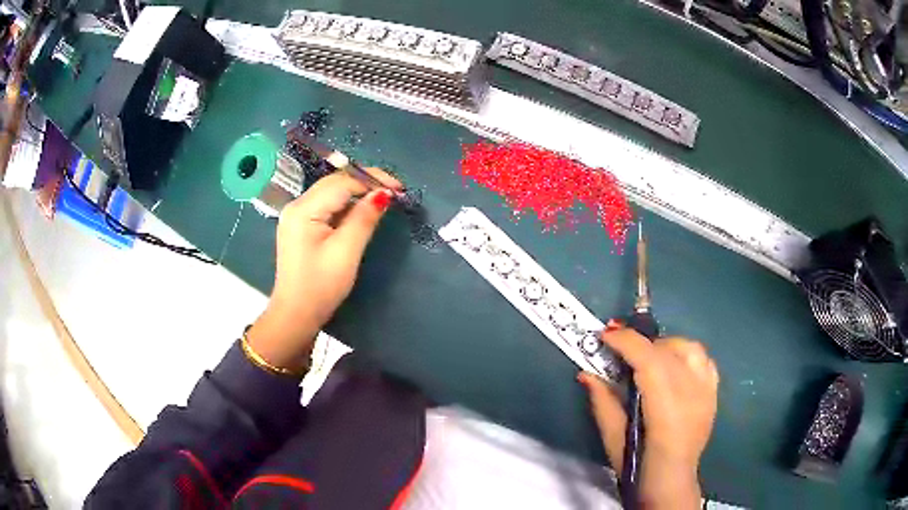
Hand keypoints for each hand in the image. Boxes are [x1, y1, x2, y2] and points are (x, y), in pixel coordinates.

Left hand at [247, 168, 400, 372]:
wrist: (296, 314)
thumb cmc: (321, 286)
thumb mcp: (346, 252)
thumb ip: (364, 218)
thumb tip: (384, 193)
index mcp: (303, 209)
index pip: (342, 182)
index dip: (372, 179)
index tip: (399, 188)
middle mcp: (297, 205)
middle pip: (335, 182)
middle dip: (366, 182)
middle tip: (395, 192)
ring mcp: (297, 215)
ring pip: (332, 192)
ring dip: (358, 192)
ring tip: (383, 199)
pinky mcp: (301, 225)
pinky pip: (327, 205)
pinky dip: (346, 205)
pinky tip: (362, 211)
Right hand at [578, 328, 718, 508]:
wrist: (672, 482)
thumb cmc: (637, 466)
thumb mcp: (612, 438)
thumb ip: (602, 402)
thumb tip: (586, 373)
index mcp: (666, 411)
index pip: (649, 361)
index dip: (626, 342)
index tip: (605, 335)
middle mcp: (692, 395)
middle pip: (668, 350)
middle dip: (640, 342)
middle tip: (619, 347)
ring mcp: (707, 392)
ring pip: (689, 348)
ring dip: (665, 345)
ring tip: (648, 356)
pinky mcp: (713, 393)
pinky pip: (704, 359)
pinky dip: (686, 354)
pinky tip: (673, 365)